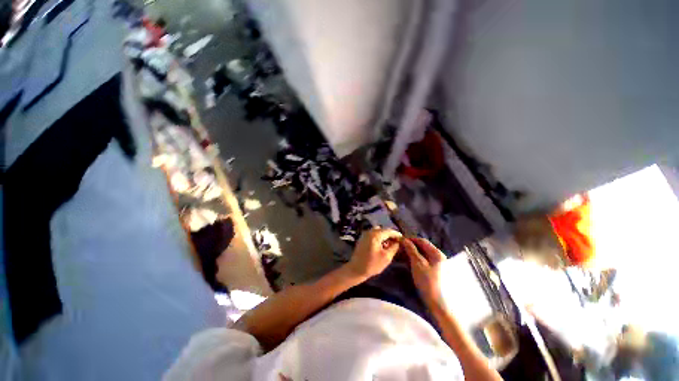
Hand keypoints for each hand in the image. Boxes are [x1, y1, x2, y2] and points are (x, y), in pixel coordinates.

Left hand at [345, 228, 401, 279]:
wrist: (356, 269)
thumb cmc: (372, 264)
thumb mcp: (386, 257)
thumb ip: (394, 247)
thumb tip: (398, 242)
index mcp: (375, 234)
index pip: (389, 231)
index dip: (397, 234)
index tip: (403, 239)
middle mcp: (369, 231)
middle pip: (383, 230)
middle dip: (391, 235)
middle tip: (397, 242)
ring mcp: (365, 235)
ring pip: (378, 232)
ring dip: (385, 236)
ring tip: (390, 245)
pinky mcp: (363, 239)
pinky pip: (373, 235)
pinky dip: (379, 238)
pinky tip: (382, 246)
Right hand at [403, 238, 446, 307]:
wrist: (438, 303)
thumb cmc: (428, 281)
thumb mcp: (417, 264)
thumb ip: (411, 250)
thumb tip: (404, 239)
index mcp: (437, 253)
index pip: (422, 241)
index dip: (410, 239)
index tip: (399, 240)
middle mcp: (439, 256)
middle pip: (422, 247)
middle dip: (410, 246)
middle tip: (399, 248)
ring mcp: (437, 264)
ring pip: (422, 254)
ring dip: (411, 253)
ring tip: (400, 255)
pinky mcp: (434, 271)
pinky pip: (423, 261)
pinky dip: (414, 259)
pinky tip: (407, 262)